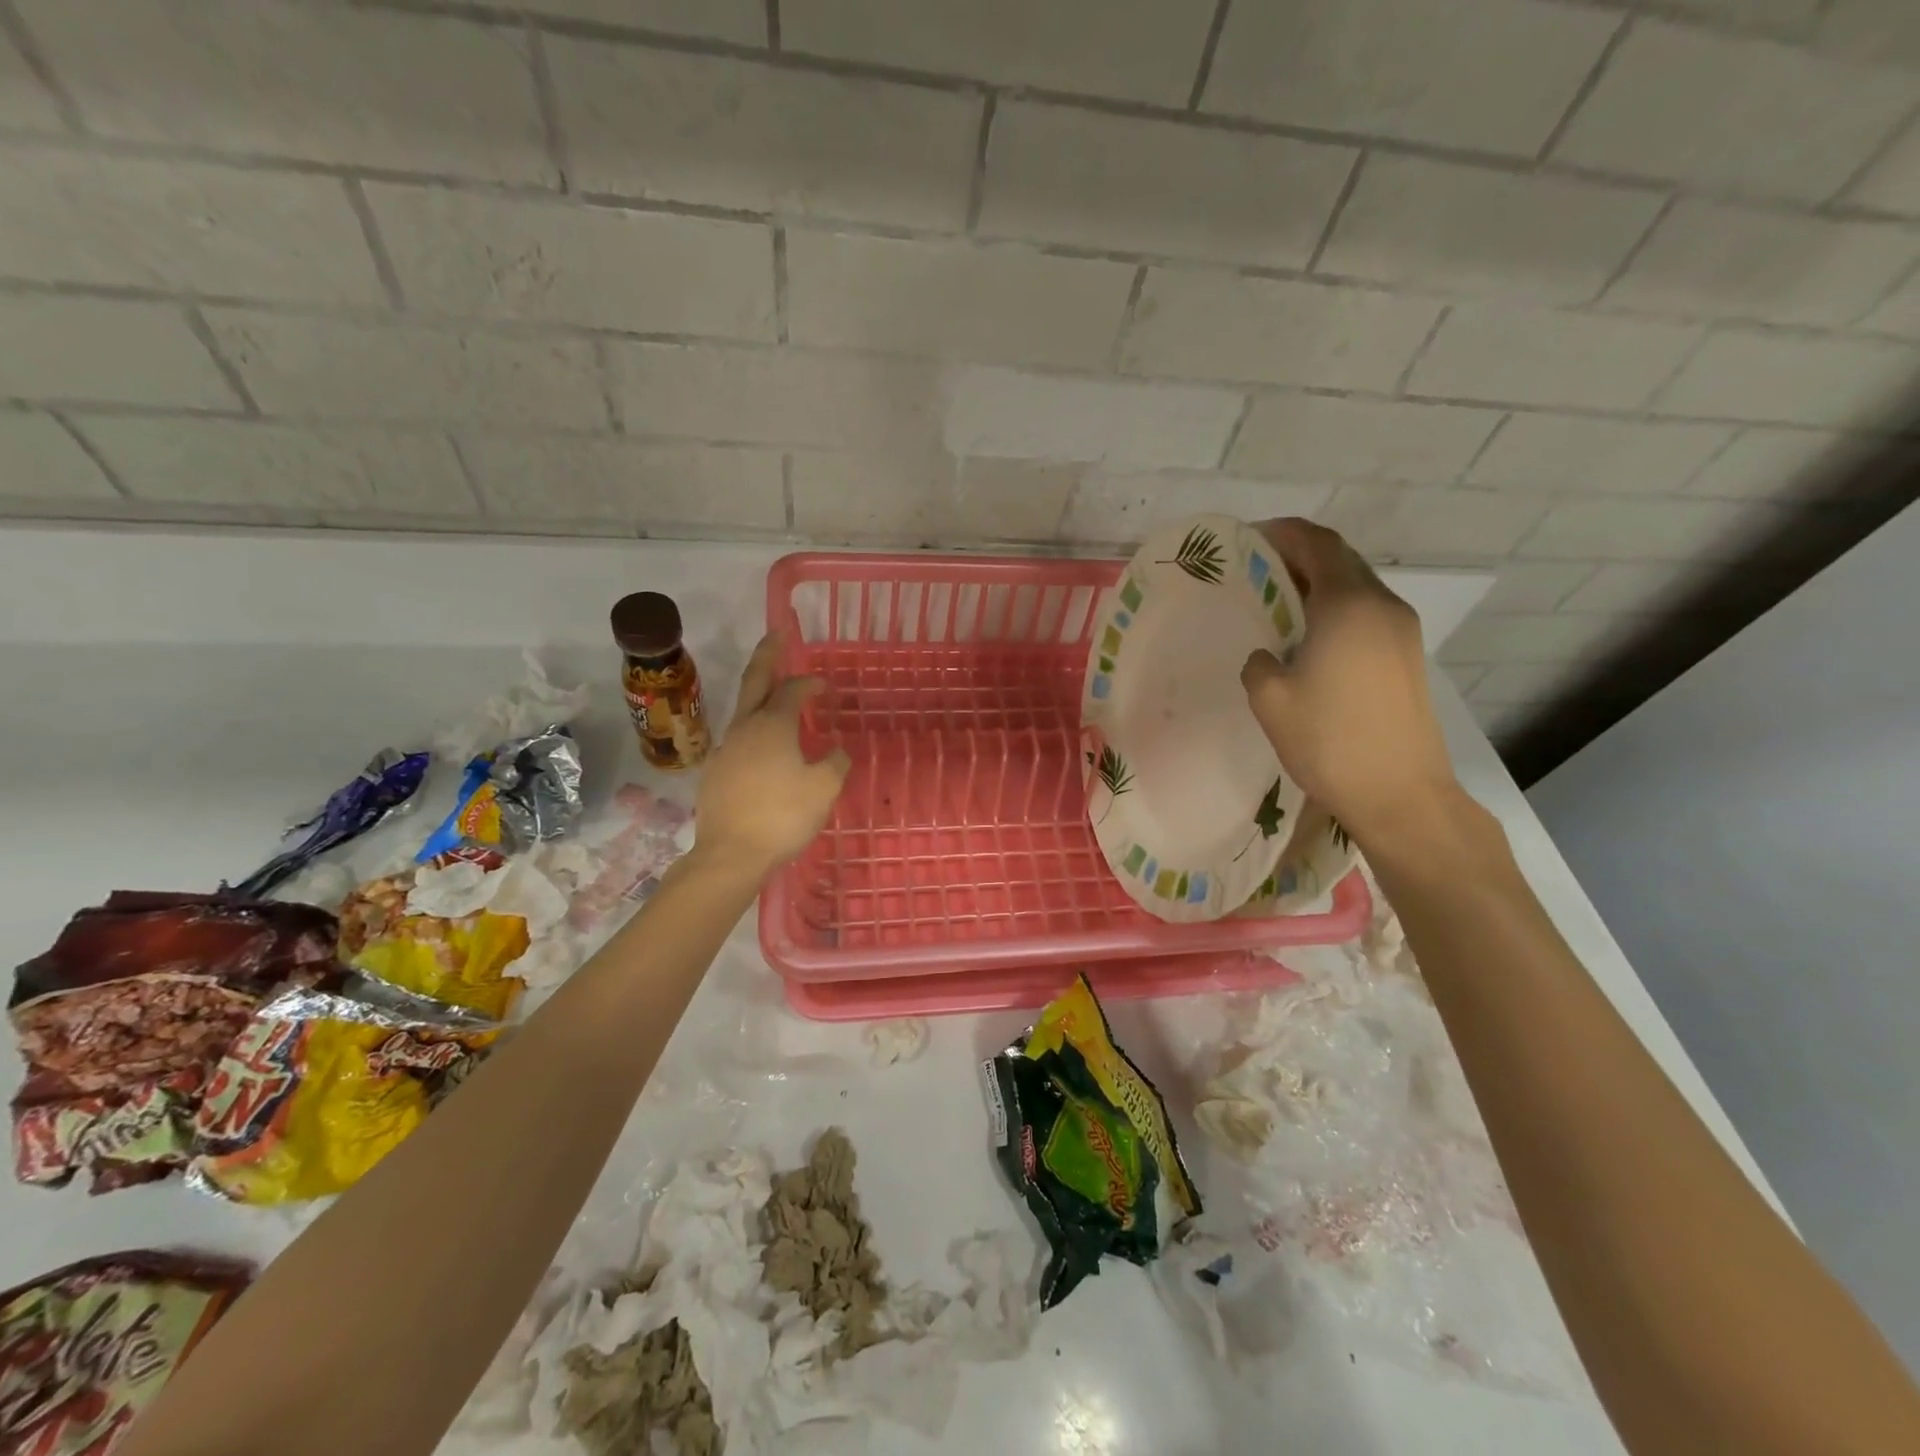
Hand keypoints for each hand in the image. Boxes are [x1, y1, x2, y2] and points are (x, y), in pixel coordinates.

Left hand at [693, 635, 849, 877]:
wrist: (730, 854)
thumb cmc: (783, 816)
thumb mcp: (824, 788)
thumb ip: (835, 762)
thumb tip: (836, 749)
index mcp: (773, 725)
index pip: (792, 690)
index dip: (810, 683)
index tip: (825, 686)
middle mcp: (745, 728)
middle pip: (754, 682)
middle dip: (767, 656)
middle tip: (775, 636)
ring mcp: (725, 749)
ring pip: (744, 712)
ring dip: (761, 699)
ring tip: (777, 701)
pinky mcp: (714, 772)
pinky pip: (739, 741)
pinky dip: (754, 732)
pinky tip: (765, 751)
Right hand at [1240, 519, 1459, 849]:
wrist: (1399, 793)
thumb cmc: (1328, 740)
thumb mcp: (1270, 699)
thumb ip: (1260, 663)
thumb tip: (1270, 654)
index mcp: (1348, 605)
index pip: (1318, 544)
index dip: (1285, 534)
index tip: (1251, 539)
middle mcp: (1382, 606)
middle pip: (1341, 560)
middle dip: (1299, 556)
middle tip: (1258, 570)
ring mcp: (1402, 632)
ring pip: (1356, 587)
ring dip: (1318, 584)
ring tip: (1278, 602)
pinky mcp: (1406, 658)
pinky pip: (1365, 614)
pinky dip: (1334, 609)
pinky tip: (1309, 637)